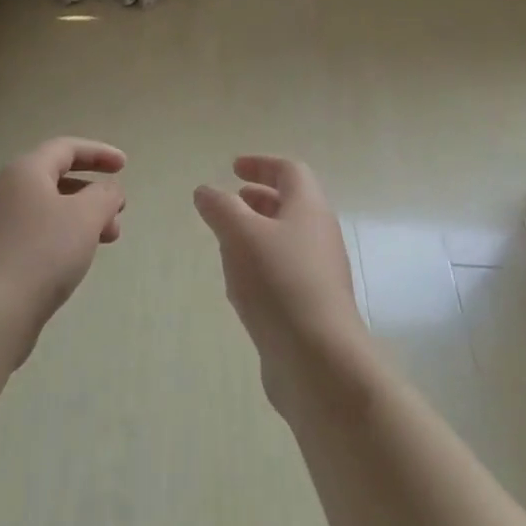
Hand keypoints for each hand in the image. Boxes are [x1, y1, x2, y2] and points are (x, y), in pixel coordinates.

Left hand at [0, 137, 126, 364]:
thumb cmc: (42, 252)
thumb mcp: (86, 216)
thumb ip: (105, 195)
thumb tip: (108, 190)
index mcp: (25, 171)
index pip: (66, 148)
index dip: (98, 153)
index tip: (124, 166)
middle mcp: (6, 190)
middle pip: (56, 178)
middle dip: (93, 192)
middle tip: (119, 211)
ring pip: (48, 208)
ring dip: (82, 217)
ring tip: (107, 240)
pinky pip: (37, 233)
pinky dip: (63, 236)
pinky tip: (76, 259)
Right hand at [193, 156, 370, 412]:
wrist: (319, 361)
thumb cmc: (279, 283)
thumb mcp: (240, 235)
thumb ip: (220, 208)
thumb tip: (206, 191)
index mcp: (309, 208)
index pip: (290, 171)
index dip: (261, 164)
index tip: (233, 168)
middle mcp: (319, 235)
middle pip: (291, 204)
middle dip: (259, 198)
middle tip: (230, 201)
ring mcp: (319, 274)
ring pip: (286, 240)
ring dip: (257, 233)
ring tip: (226, 241)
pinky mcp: (311, 307)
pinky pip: (284, 272)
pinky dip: (260, 265)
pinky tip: (239, 285)